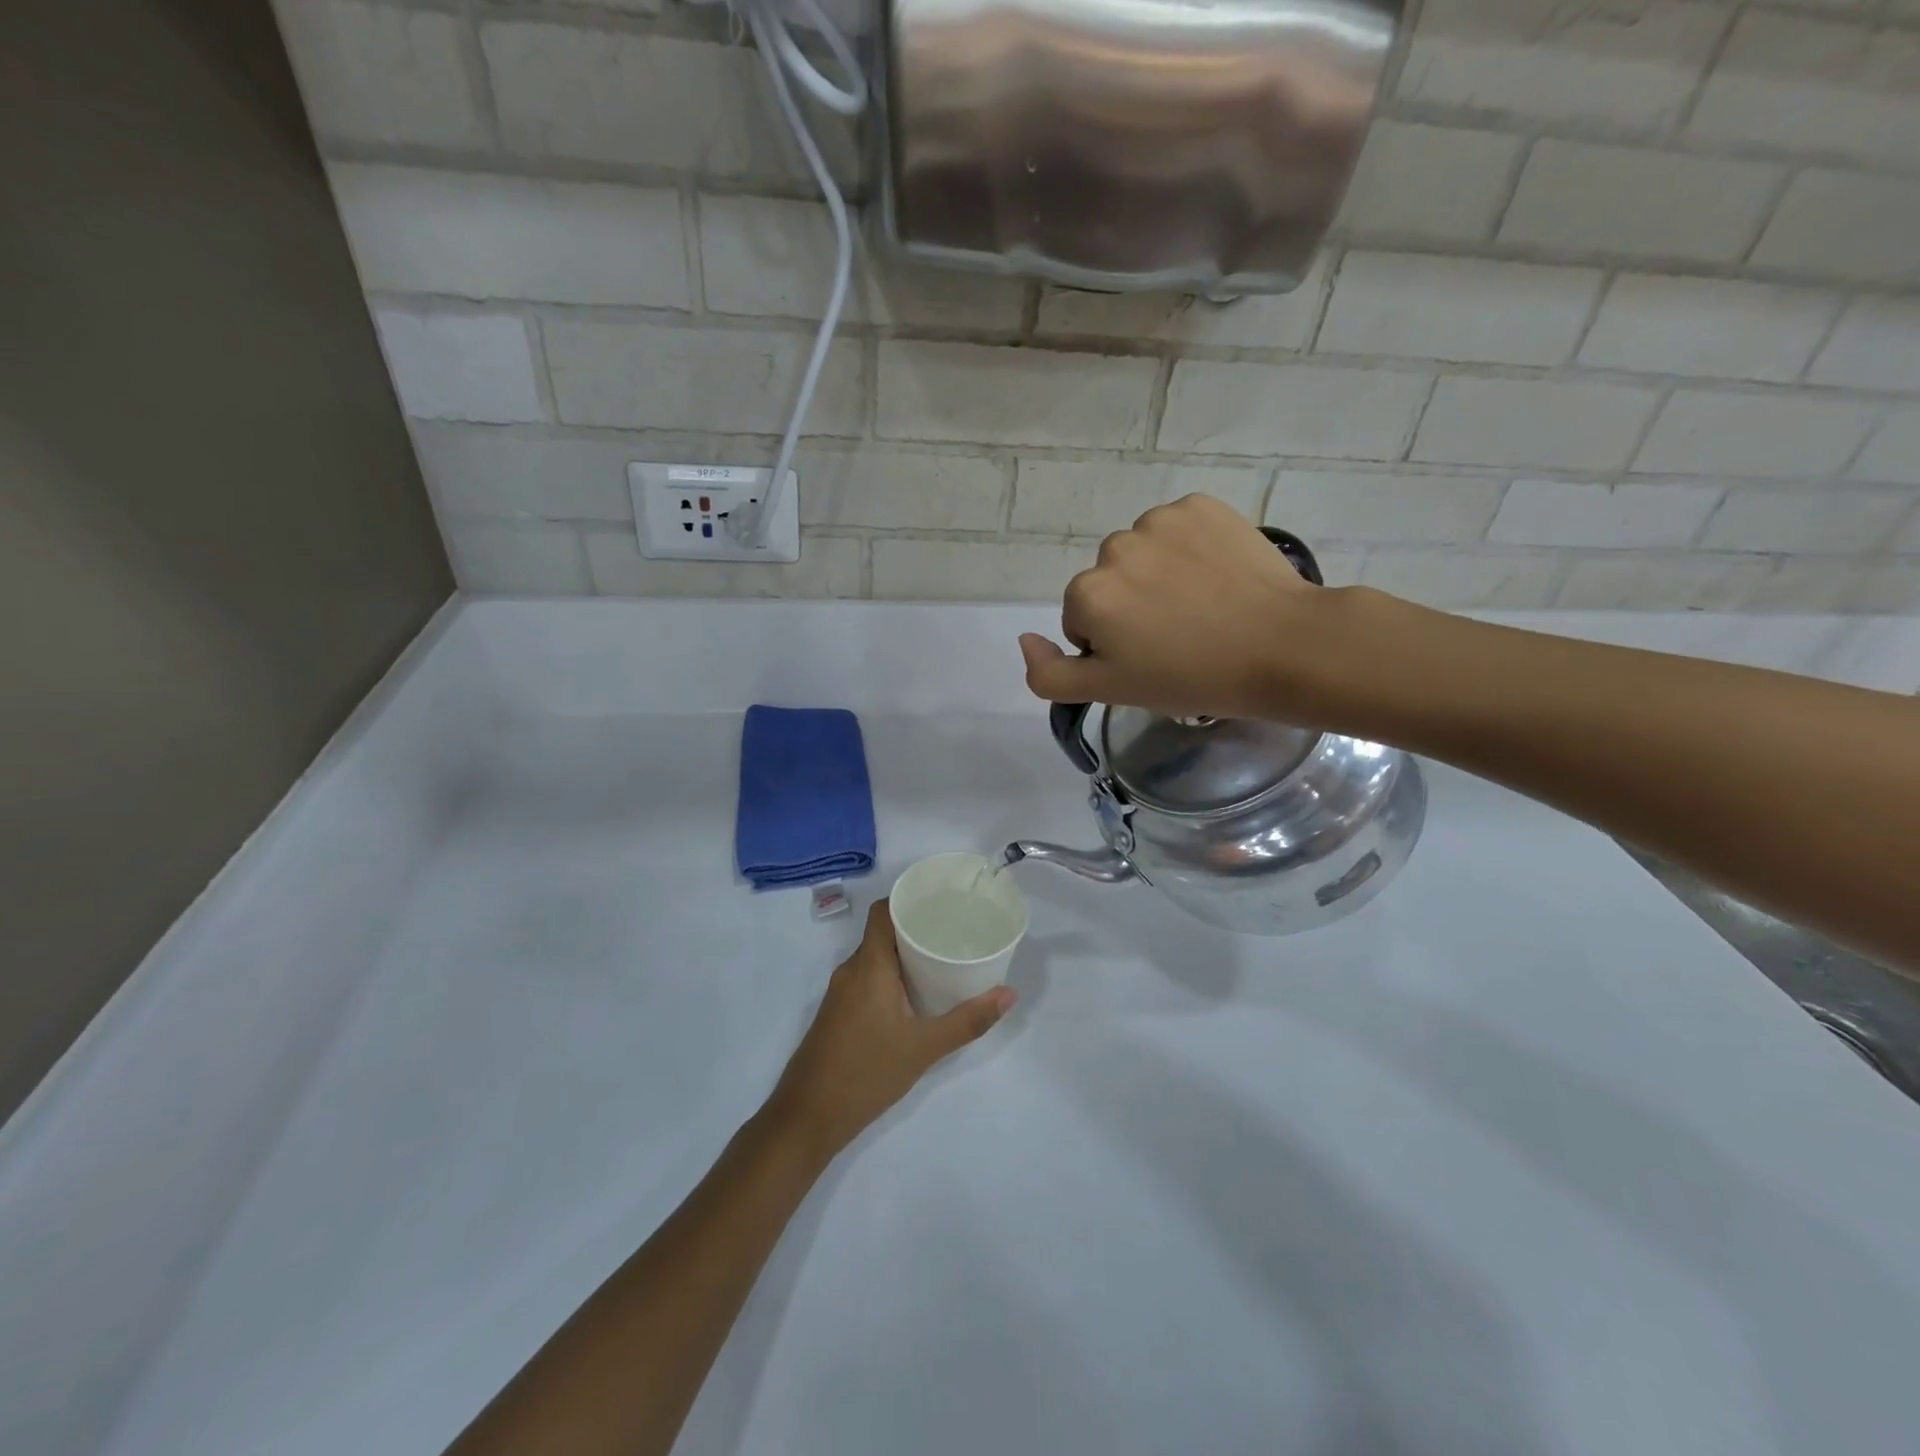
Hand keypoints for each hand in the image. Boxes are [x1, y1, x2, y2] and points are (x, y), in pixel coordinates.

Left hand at [767, 900, 1014, 1160]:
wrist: (806, 1118)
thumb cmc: (866, 1073)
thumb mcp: (924, 1048)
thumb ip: (967, 1021)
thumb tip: (1009, 994)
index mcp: (869, 966)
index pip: (882, 911)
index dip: (907, 899)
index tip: (940, 900)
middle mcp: (850, 971)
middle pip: (882, 933)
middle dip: (915, 928)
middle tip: (953, 931)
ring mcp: (840, 993)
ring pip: (875, 959)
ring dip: (903, 955)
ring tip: (941, 959)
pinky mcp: (837, 1014)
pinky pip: (867, 979)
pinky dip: (891, 976)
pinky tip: (914, 995)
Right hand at [1018, 494, 1325, 719]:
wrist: (1282, 647)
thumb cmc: (1192, 678)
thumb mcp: (1110, 691)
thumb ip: (1050, 674)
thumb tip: (1025, 639)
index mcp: (1087, 593)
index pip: (1082, 619)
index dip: (1112, 645)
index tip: (1150, 660)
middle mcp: (1114, 547)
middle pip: (1109, 582)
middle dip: (1131, 605)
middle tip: (1178, 636)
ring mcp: (1160, 521)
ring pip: (1141, 552)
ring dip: (1158, 574)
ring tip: (1201, 606)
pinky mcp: (1201, 506)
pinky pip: (1177, 528)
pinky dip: (1188, 548)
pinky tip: (1217, 576)